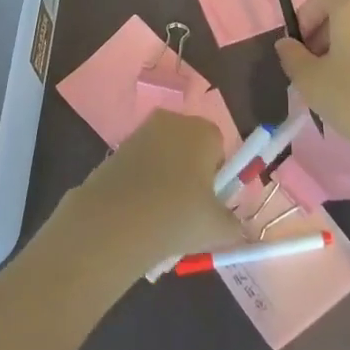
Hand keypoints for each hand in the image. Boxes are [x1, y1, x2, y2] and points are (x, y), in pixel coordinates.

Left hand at [61, 111, 245, 273]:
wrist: (115, 221)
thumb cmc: (178, 215)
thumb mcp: (218, 229)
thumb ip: (234, 226)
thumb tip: (235, 228)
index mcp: (203, 130)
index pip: (219, 147)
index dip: (217, 177)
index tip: (210, 203)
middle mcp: (172, 121)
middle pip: (190, 148)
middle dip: (191, 174)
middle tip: (189, 210)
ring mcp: (141, 132)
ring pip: (164, 157)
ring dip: (166, 179)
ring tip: (162, 216)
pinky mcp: (116, 148)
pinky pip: (140, 165)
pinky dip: (143, 183)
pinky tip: (140, 211)